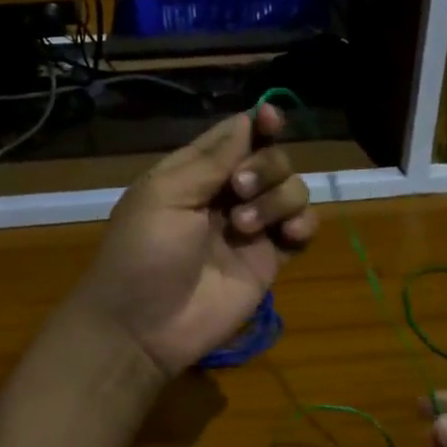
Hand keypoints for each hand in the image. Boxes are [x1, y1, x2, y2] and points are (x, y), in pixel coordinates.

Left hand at [73, 104, 316, 376]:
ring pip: (291, 190)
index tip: (272, 118)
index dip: (259, 124)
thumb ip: (210, 158)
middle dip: (265, 166)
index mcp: (195, 173)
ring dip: (278, 198)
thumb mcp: (165, 195)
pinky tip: (288, 235)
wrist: (143, 327)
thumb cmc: (143, 253)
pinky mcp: (269, 260)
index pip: (236, 136)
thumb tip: (247, 119)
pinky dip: (303, 224)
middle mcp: (226, 195)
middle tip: (240, 189)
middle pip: (271, 159)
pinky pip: (302, 229)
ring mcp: (251, 228)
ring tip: (245, 226)